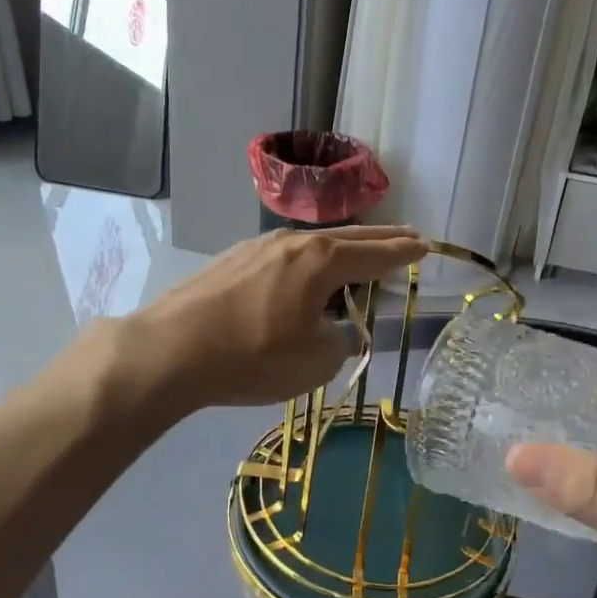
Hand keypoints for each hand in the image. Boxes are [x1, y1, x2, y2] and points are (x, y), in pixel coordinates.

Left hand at [115, 226, 427, 412]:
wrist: (170, 350)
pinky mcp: (231, 261)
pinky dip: (306, 265)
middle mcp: (293, 242)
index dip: (403, 253)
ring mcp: (257, 247)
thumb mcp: (315, 361)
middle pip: (348, 238)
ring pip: (312, 246)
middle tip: (406, 236)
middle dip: (380, 239)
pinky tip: (302, 279)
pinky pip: (284, 258)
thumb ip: (339, 342)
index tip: (425, 246)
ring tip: (357, 259)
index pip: (376, 254)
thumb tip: (331, 330)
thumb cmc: (253, 356)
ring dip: (340, 252)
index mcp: (322, 260)